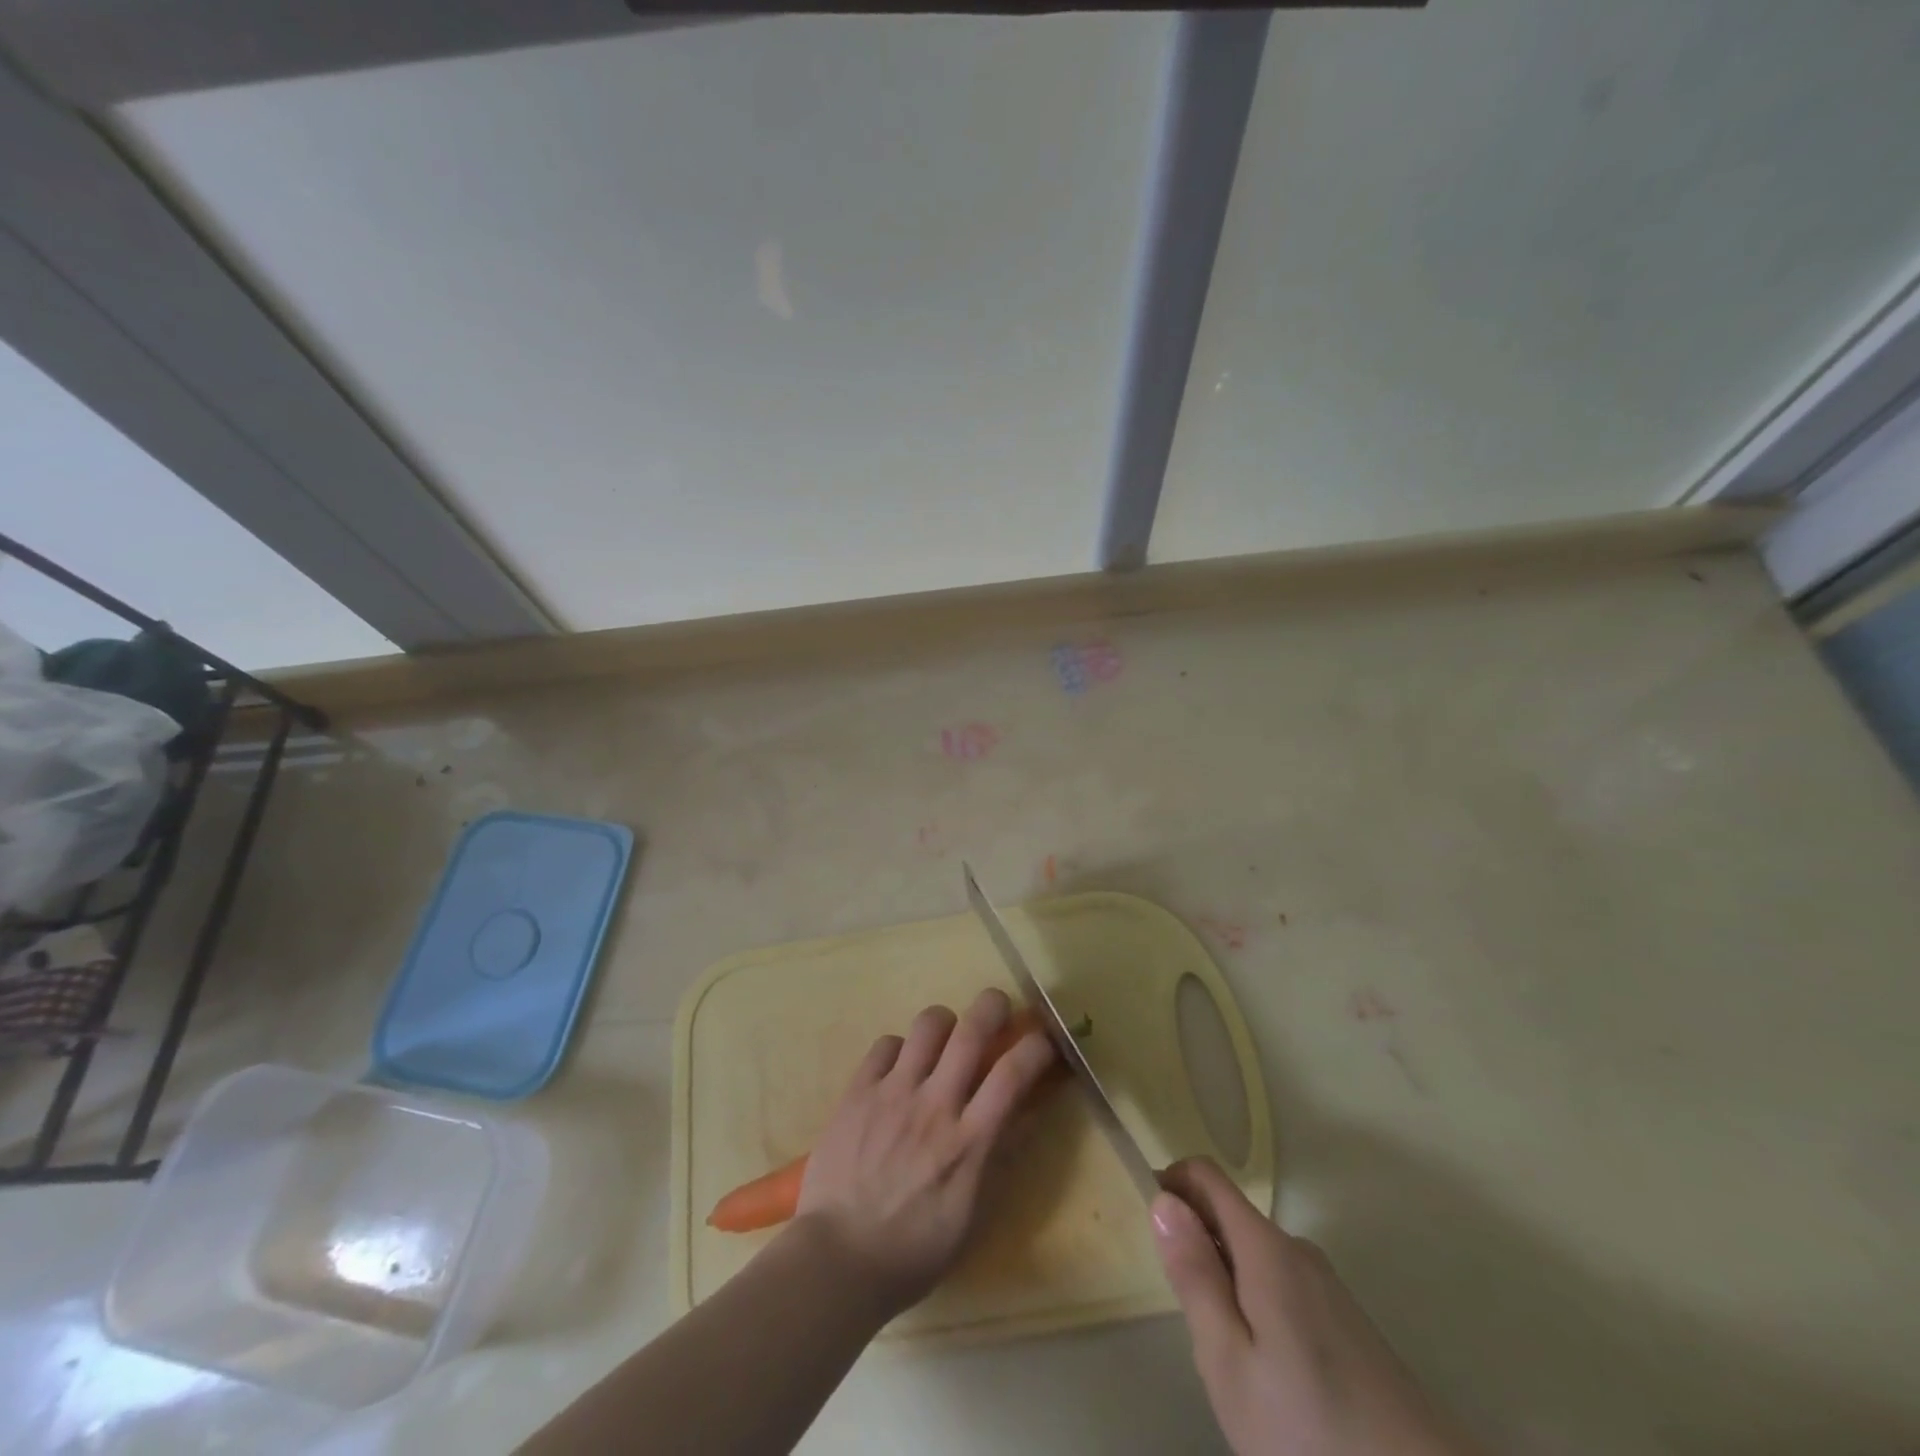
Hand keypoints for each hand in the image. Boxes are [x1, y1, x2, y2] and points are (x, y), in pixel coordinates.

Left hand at [795, 988, 1056, 1315]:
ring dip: (945, 1023)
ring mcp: (893, 1093)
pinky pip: (886, 1044)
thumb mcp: (972, 1216)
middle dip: (993, 1006)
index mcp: (968, 1142)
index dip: (1036, 1046)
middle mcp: (935, 1106)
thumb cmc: (913, 1251)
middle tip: (998, 1007)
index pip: (1013, 1074)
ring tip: (944, 1039)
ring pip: (928, 1024)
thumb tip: (1025, 1114)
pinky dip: (900, 1048)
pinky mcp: (858, 1091)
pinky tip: (900, 1069)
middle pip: (972, 1030)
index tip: (1044, 1040)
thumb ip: (999, 1159)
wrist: (838, 1260)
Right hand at [1152, 1157, 1474, 1455]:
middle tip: (1194, 1324)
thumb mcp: (1230, 1362)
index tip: (1154, 1231)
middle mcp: (1298, 1250)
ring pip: (1255, 1256)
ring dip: (1228, 1283)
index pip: (1206, 1175)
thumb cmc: (1310, 1432)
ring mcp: (1328, 1285)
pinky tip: (1274, 1379)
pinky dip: (1259, 1306)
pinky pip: (1283, 1286)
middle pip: (1229, 1217)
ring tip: (1233, 1362)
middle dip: (1199, 1248)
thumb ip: (1195, 1276)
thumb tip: (1163, 1201)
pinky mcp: (1348, 1321)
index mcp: (1266, 1247)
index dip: (1171, 1184)